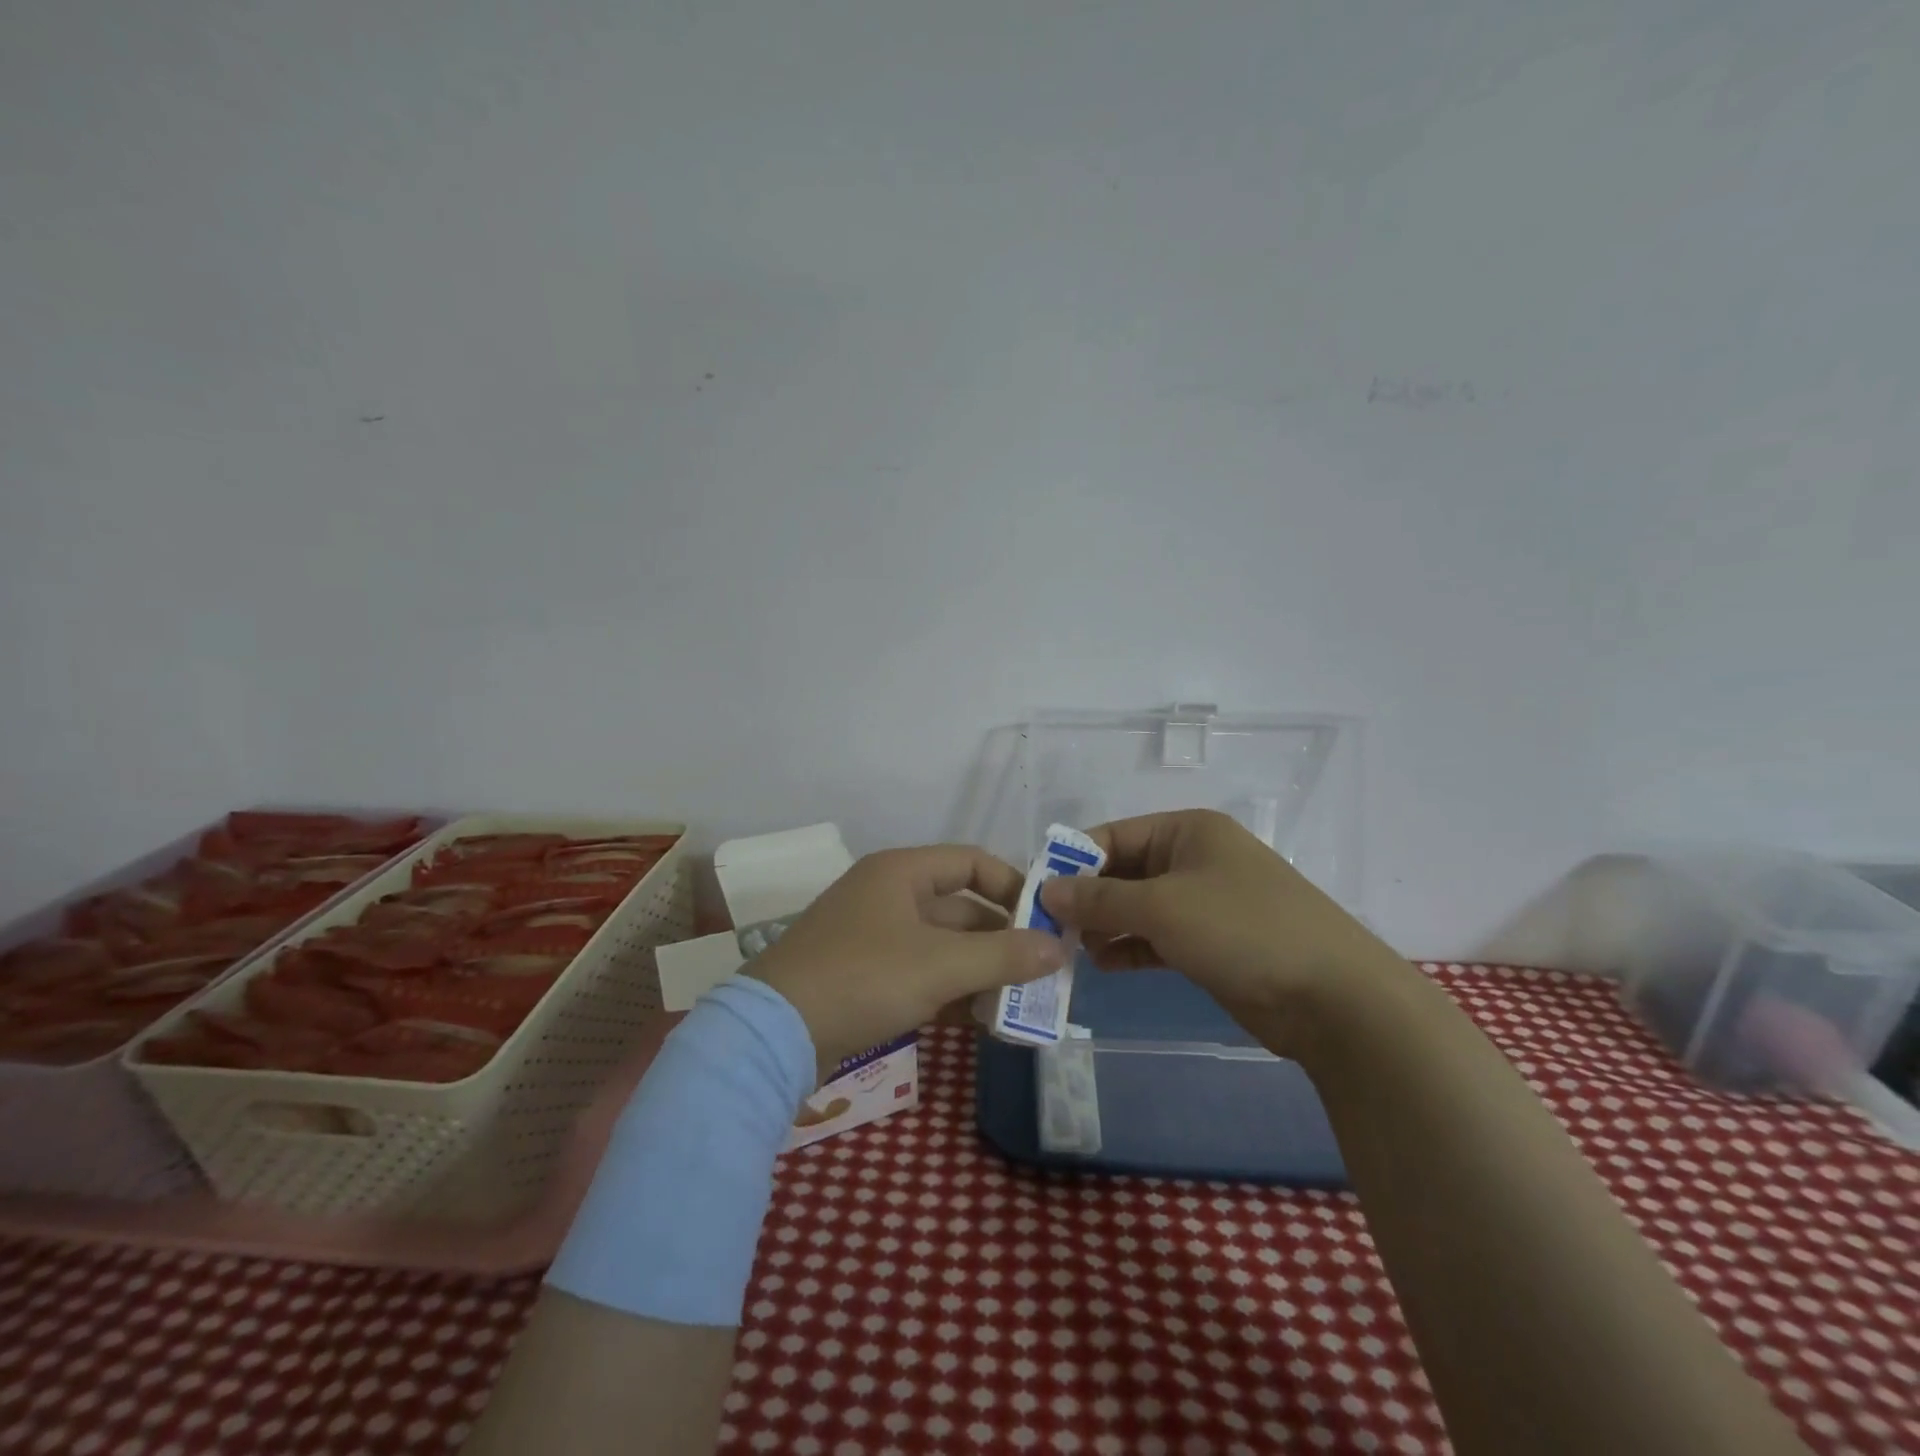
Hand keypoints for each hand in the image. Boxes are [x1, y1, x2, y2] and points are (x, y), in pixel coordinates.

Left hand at [748, 846, 1067, 1078]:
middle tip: (1042, 972)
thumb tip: (1059, 948)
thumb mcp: (941, 965)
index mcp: (902, 872)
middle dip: (1002, 940)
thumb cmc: (864, 978)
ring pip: (942, 945)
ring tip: (1019, 1003)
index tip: (1046, 921)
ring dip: (980, 970)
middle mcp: (888, 895)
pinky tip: (980, 1020)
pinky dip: (950, 990)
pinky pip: (921, 972)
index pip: (972, 862)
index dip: (1013, 886)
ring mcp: (874, 936)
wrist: (774, 1034)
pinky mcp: (864, 975)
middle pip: (961, 908)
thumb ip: (1004, 955)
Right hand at [1037, 809, 1408, 1047]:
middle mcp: (1196, 859)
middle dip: (1089, 898)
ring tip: (1073, 950)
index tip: (1038, 891)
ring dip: (1106, 926)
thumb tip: (1047, 890)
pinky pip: (1158, 937)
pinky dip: (1131, 948)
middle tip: (1050, 928)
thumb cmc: (1242, 929)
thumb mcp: (1162, 907)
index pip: (1115, 835)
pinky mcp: (1213, 943)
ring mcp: (1207, 903)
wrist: (1333, 998)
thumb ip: (1100, 898)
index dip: (1075, 861)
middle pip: (1125, 871)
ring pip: (1140, 907)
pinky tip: (1104, 965)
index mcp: (1188, 831)